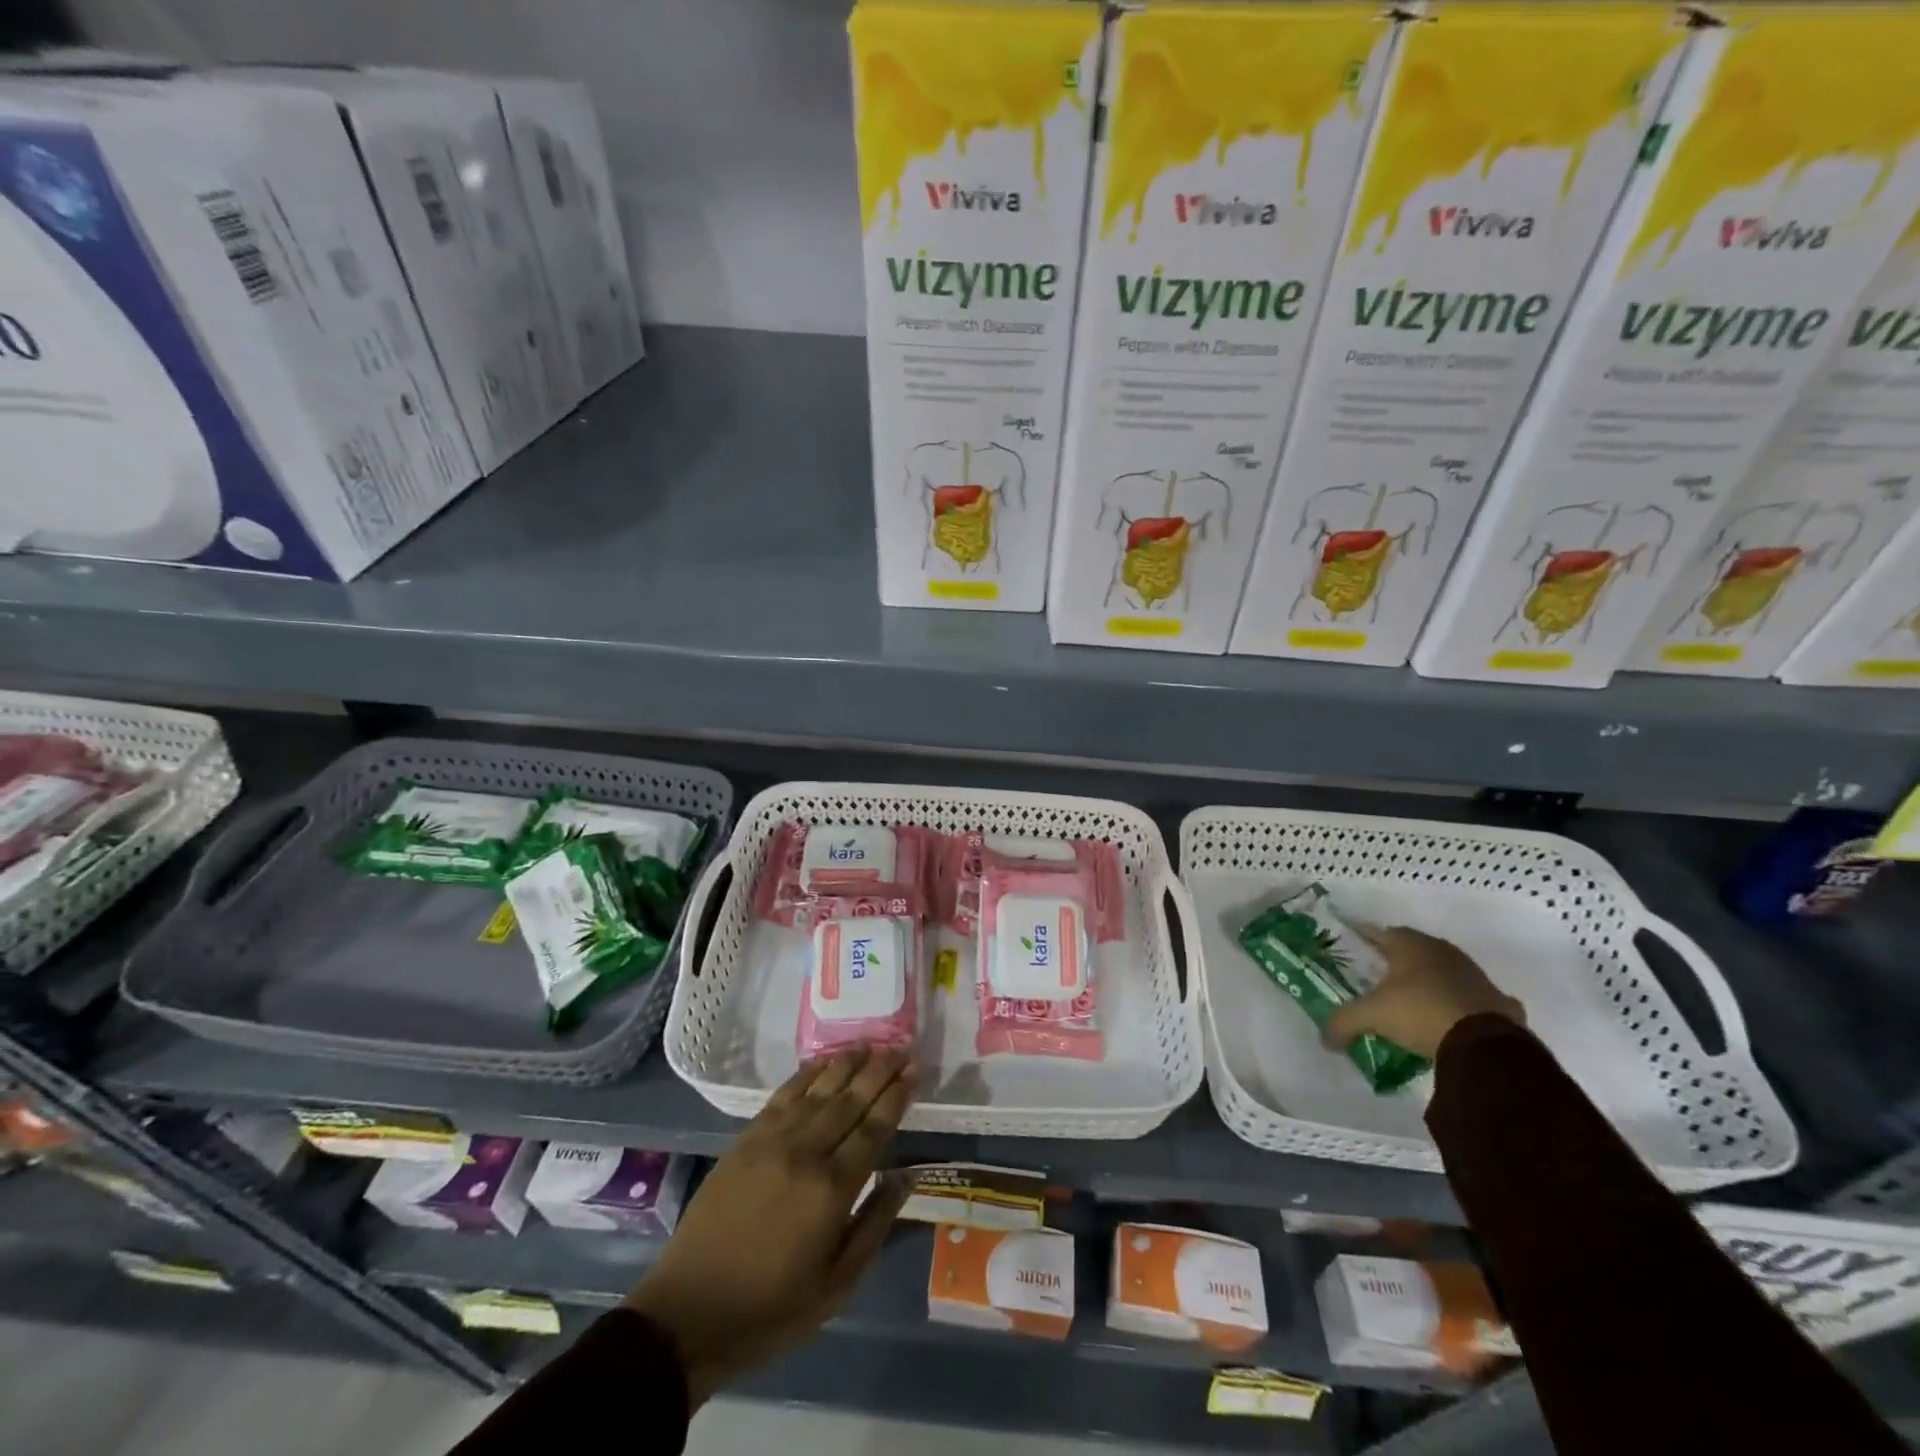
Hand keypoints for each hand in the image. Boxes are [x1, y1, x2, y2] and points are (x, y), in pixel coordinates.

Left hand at [625, 1047, 917, 1406]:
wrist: (688, 1313)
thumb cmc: (771, 1309)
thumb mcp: (837, 1285)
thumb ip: (875, 1224)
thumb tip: (906, 1176)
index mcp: (832, 1190)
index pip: (874, 1128)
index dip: (897, 1095)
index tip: (915, 1069)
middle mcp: (806, 1152)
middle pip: (850, 1100)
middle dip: (879, 1070)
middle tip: (902, 1047)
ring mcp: (772, 1141)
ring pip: (819, 1090)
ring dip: (846, 1064)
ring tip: (869, 1044)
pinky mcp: (746, 1139)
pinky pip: (783, 1095)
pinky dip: (807, 1074)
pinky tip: (823, 1062)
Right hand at [1324, 926, 1523, 1060]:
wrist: (1485, 1044)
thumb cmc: (1419, 1012)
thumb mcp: (1371, 1016)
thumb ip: (1343, 1022)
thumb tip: (1324, 1040)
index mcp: (1411, 945)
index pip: (1382, 932)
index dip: (1365, 938)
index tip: (1353, 945)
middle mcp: (1444, 952)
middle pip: (1415, 950)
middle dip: (1397, 961)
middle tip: (1378, 976)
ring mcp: (1476, 976)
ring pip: (1446, 972)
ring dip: (1432, 982)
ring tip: (1414, 1000)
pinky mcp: (1501, 1002)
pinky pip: (1475, 999)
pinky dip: (1464, 1005)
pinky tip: (1457, 1020)